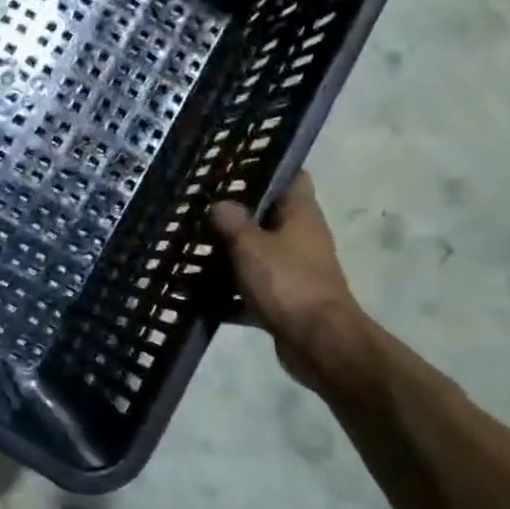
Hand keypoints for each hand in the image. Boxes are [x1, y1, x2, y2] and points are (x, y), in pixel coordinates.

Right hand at [209, 174, 372, 395]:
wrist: (320, 344)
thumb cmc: (289, 283)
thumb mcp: (251, 245)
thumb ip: (232, 222)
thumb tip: (220, 204)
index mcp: (301, 215)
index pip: (292, 177)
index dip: (266, 167)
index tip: (233, 164)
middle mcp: (301, 239)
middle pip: (268, 216)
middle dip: (234, 213)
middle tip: (198, 206)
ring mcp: (294, 271)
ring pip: (257, 254)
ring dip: (229, 253)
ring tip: (190, 245)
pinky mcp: (285, 301)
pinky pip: (252, 289)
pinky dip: (229, 293)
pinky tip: (197, 293)